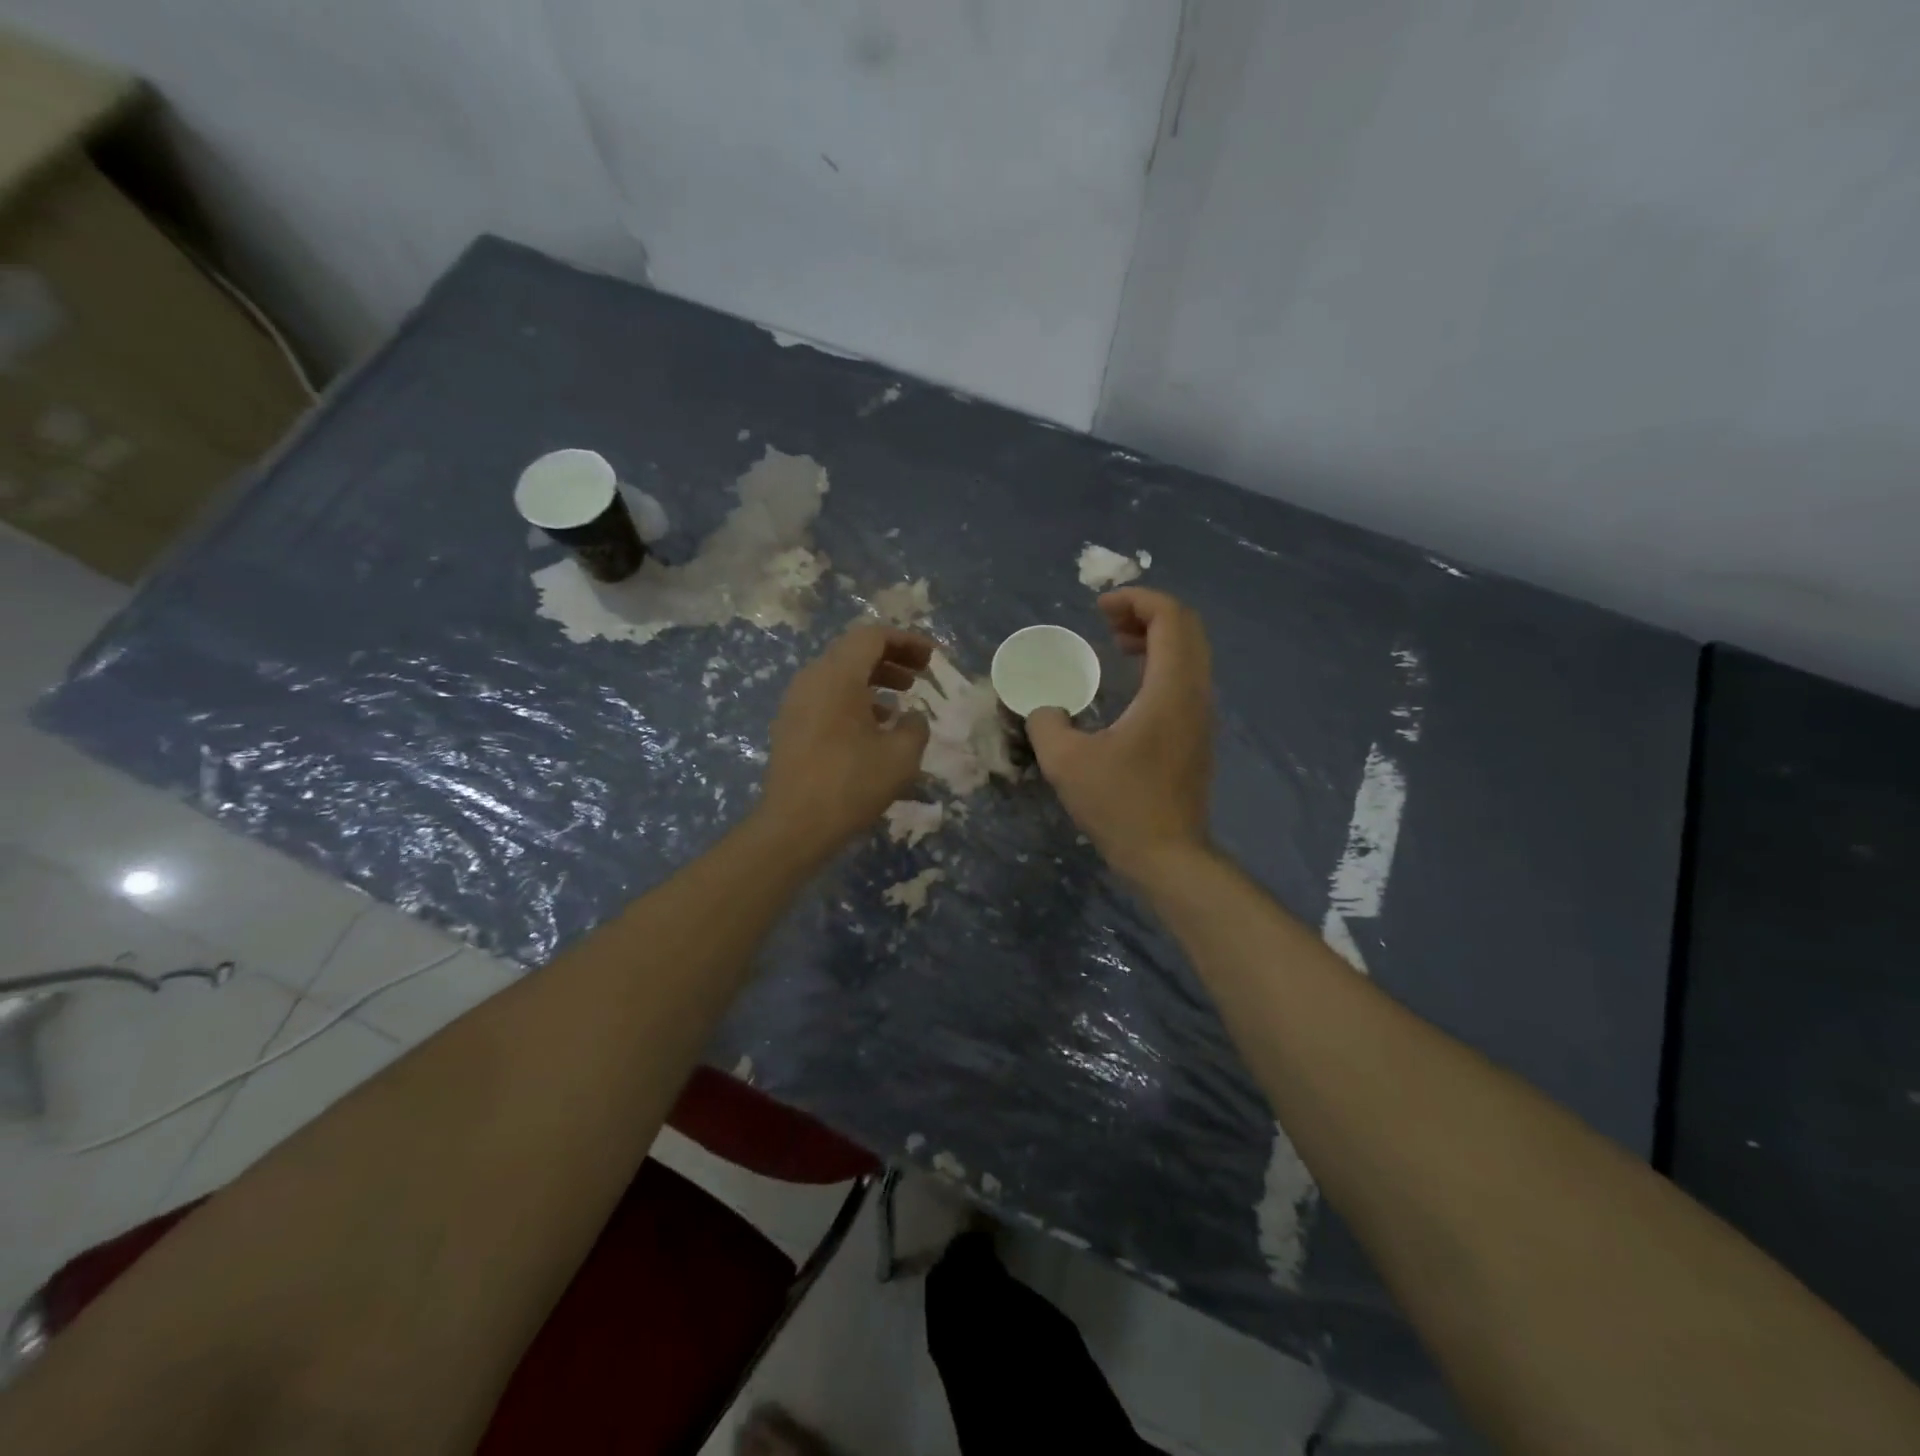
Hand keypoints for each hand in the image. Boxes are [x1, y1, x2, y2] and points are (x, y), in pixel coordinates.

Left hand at [757, 623, 932, 856]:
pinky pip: (826, 697)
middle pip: (854, 652)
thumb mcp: (901, 756)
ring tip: (902, 700)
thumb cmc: (851, 785)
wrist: (794, 826)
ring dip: (873, 680)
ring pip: (839, 676)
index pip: (873, 636)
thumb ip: (915, 727)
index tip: (932, 658)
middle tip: (921, 675)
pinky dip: (854, 700)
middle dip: (891, 658)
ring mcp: (796, 702)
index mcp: (838, 676)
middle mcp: (812, 679)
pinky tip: (874, 727)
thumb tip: (912, 717)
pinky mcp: (791, 726)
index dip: (907, 641)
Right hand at [1028, 589, 1214, 882]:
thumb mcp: (1065, 762)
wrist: (1168, 856)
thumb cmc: (1120, 805)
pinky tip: (1129, 685)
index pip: (1170, 617)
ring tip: (1116, 644)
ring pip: (1190, 653)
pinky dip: (1161, 664)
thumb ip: (1045, 723)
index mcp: (1170, 689)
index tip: (1098, 608)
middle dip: (1146, 613)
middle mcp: (1195, 693)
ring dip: (1155, 638)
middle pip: (1186, 628)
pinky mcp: (1197, 735)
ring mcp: (1201, 715)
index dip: (1136, 598)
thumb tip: (1042, 709)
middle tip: (1106, 622)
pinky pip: (1186, 678)